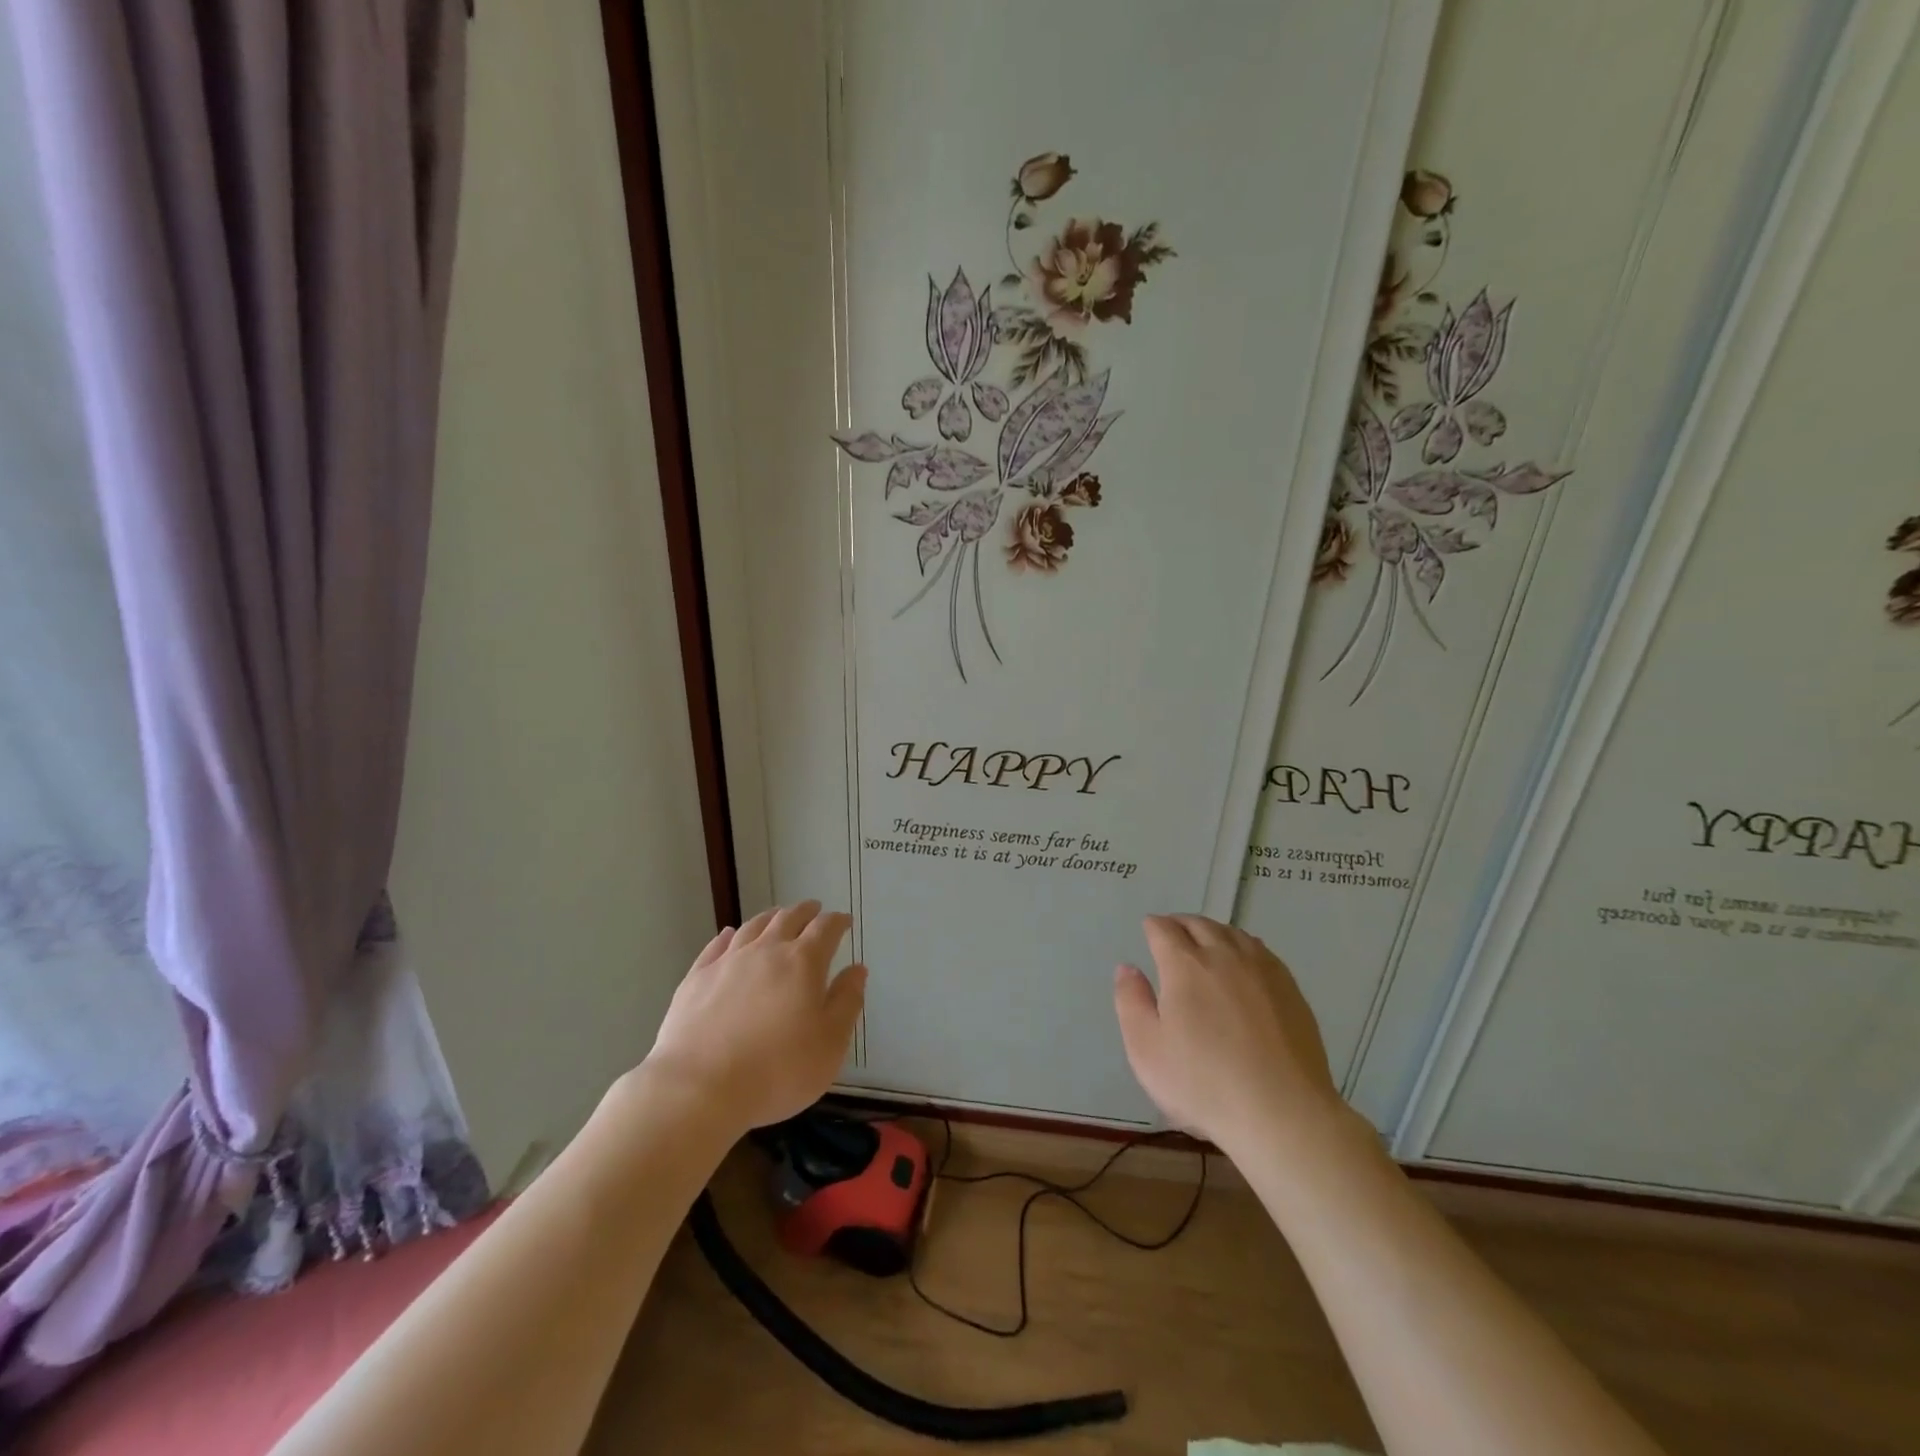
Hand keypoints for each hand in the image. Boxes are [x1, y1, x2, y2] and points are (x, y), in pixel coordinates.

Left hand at [644, 902, 865, 1131]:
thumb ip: (846, 1002)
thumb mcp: (830, 1043)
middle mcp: (766, 950)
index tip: (845, 921)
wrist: (699, 1089)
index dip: (837, 922)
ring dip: (770, 917)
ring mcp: (727, 962)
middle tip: (814, 910)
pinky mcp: (696, 978)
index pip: (825, 929)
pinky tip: (729, 935)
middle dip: (805, 912)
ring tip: (778, 916)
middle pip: (788, 918)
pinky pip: (716, 946)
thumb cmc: (777, 1070)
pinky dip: (728, 936)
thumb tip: (856, 969)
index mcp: (803, 962)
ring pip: (753, 927)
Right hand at [1113, 915, 1350, 1155]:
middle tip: (1172, 934)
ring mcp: (1262, 969)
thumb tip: (1127, 968)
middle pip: (1199, 924)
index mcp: (1184, 965)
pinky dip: (1244, 946)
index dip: (1153, 927)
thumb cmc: (1203, 1084)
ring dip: (1213, 931)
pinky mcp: (1290, 989)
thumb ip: (1131, 1001)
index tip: (1148, 930)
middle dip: (1181, 924)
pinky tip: (1244, 962)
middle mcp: (1223, 955)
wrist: (1283, 1114)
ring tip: (1206, 942)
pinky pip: (1262, 951)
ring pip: (1232, 933)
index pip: (1164, 929)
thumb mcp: (1146, 1049)